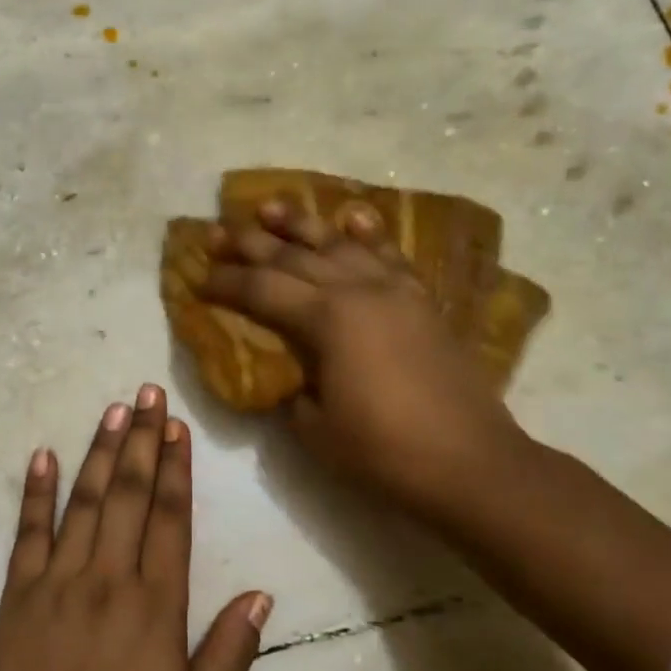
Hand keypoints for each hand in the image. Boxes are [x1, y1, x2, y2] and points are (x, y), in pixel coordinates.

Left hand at [0, 385, 272, 670]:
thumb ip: (231, 650)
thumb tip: (262, 593)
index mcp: (156, 604)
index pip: (170, 518)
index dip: (176, 468)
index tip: (177, 426)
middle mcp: (109, 578)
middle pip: (128, 494)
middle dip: (141, 439)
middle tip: (147, 392)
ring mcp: (59, 579)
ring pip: (84, 501)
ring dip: (100, 451)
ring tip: (113, 410)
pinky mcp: (19, 591)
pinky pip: (28, 531)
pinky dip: (36, 491)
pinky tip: (43, 455)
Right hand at [199, 199, 526, 511]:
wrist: (471, 463)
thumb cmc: (384, 451)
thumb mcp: (315, 428)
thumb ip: (292, 389)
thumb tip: (289, 371)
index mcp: (328, 320)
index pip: (262, 290)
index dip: (226, 283)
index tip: (199, 277)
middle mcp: (359, 291)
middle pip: (294, 257)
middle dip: (250, 244)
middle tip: (217, 232)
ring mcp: (395, 291)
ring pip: (339, 244)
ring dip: (300, 224)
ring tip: (270, 206)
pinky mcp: (421, 302)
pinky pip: (389, 256)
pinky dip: (367, 234)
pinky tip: (352, 218)